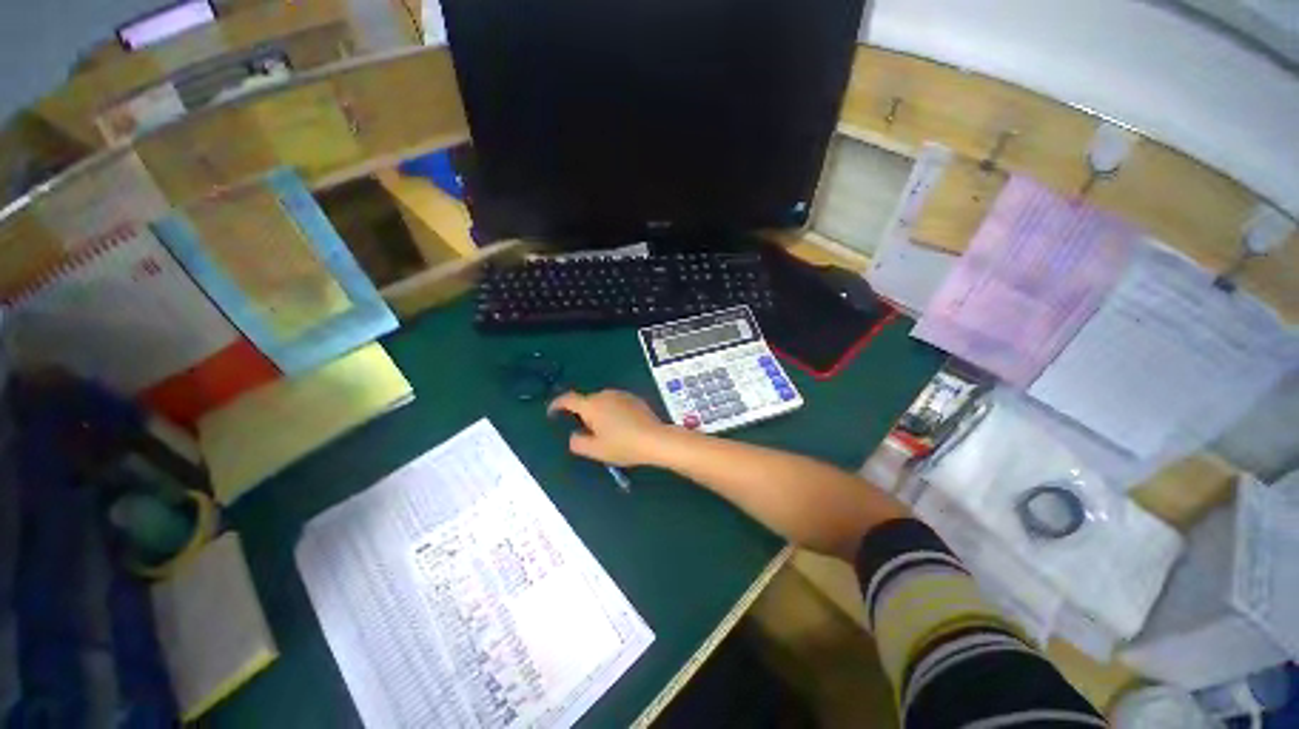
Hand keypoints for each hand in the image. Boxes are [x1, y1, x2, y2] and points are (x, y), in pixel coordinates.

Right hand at [548, 390, 671, 466]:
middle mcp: (605, 395)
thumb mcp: (596, 450)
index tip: (552, 413)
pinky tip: (622, 425)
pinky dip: (613, 411)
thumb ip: (578, 442)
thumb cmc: (623, 445)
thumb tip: (574, 435)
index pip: (568, 399)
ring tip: (606, 430)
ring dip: (599, 412)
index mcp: (591, 406)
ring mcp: (621, 394)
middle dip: (582, 414)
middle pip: (587, 401)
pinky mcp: (634, 398)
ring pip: (602, 401)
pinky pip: (616, 402)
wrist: (655, 439)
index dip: (557, 404)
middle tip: (587, 432)